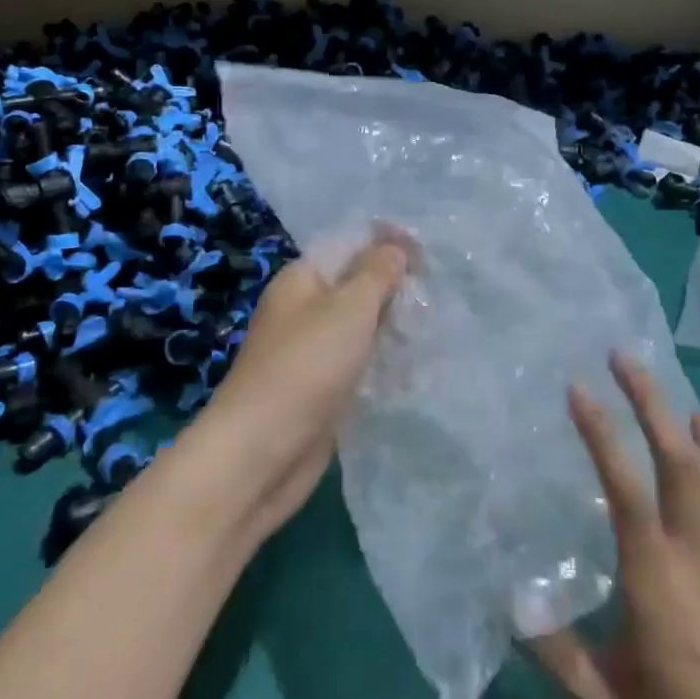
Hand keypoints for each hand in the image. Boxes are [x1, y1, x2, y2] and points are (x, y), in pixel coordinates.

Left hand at [195, 235, 408, 541]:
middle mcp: (303, 310)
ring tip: (434, 327)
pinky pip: (358, 365)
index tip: (428, 255)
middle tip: (437, 294)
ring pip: (359, 328)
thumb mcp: (349, 307)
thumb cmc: (306, 366)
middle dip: (394, 288)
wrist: (261, 454)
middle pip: (355, 286)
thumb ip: (376, 272)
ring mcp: (310, 352)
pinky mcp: (320, 391)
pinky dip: (382, 364)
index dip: (386, 244)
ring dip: (392, 328)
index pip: (349, 246)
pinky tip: (414, 367)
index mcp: (301, 279)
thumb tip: (395, 245)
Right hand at [532, 354, 699, 698]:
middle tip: (621, 354)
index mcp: (657, 583)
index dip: (601, 433)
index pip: (625, 489)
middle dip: (649, 401)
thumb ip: (555, 650)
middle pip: (678, 460)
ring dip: (679, 417)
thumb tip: (505, 595)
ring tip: (657, 376)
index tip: (576, 386)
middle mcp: (698, 558)